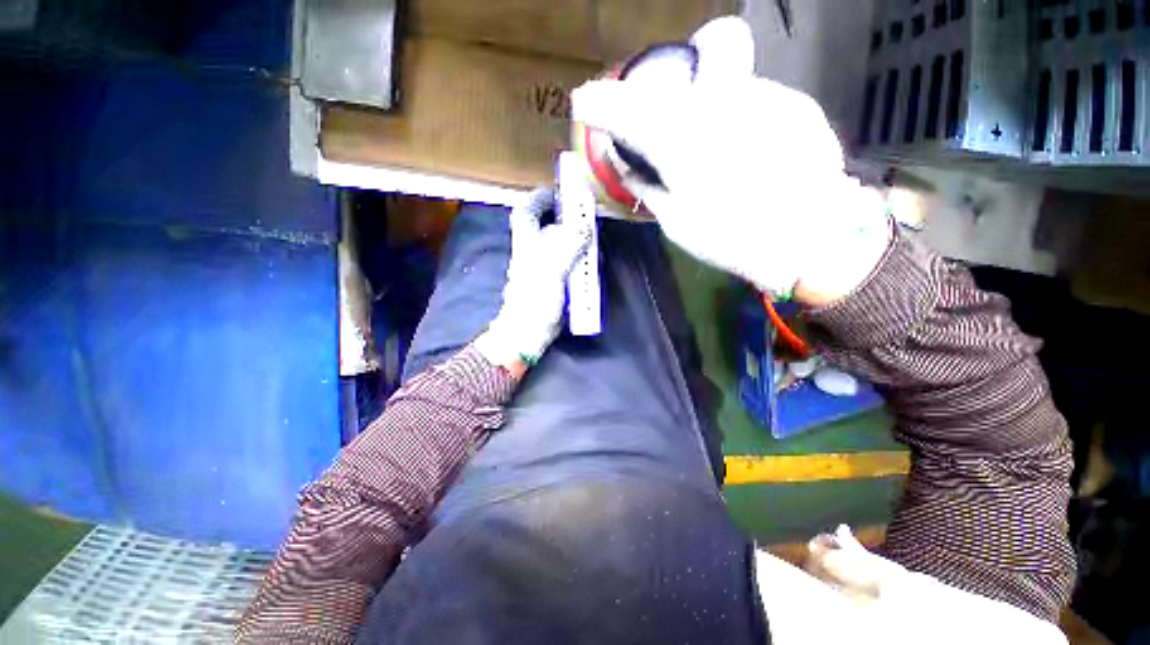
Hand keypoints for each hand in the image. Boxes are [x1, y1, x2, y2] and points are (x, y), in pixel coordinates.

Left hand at [474, 188, 589, 372]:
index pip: (527, 212)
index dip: (539, 198)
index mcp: (527, 245)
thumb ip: (567, 246)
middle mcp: (535, 252)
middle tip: (588, 215)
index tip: (558, 192)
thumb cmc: (534, 301)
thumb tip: (584, 226)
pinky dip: (582, 259)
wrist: (531, 332)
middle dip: (567, 218)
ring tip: (595, 236)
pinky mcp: (557, 281)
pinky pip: (571, 263)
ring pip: (562, 245)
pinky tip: (593, 261)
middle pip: (549, 227)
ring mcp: (547, 268)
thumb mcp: (550, 270)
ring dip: (578, 239)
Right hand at [571, 17, 889, 304]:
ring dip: (718, 107)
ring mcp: (765, 96)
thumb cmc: (730, 238)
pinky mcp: (798, 105)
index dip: (599, 103)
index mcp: (679, 139)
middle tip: (682, 111)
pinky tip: (754, 156)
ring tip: (724, 152)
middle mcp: (720, 101)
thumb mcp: (676, 222)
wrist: (810, 243)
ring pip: (731, 81)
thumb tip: (628, 168)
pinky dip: (746, 121)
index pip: (627, 109)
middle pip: (701, 54)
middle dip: (688, 73)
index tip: (583, 102)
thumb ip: (648, 188)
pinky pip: (758, 101)